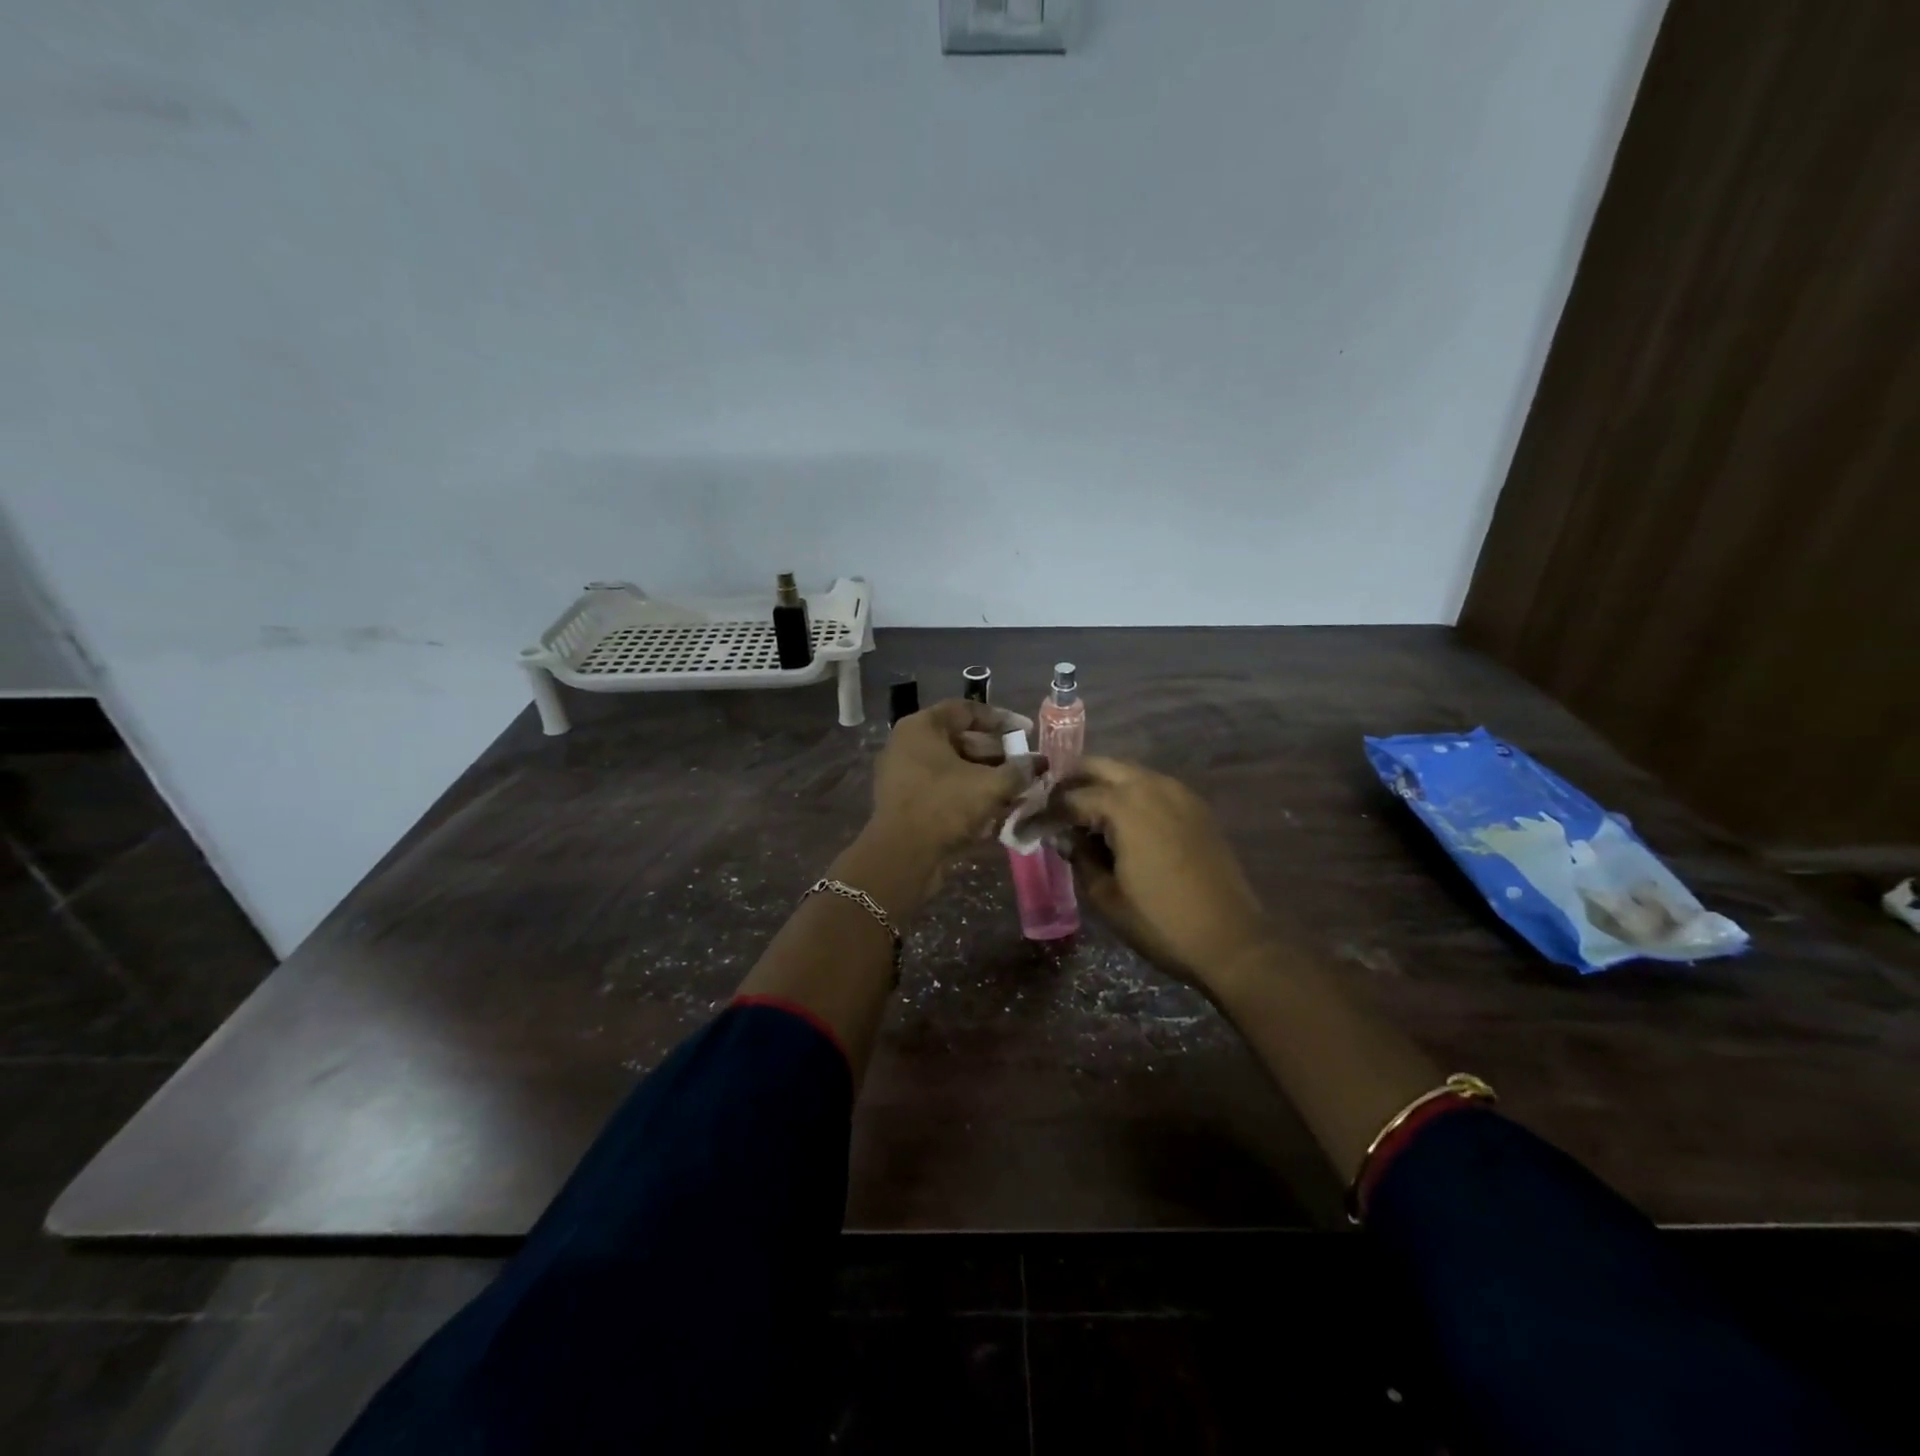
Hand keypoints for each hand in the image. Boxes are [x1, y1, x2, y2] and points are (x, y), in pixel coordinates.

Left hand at [869, 699, 1041, 871]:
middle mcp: (908, 745)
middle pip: (960, 741)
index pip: (966, 710)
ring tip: (1016, 790)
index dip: (1001, 719)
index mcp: (922, 727)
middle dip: (997, 754)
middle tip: (1025, 766)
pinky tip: (995, 809)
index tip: (1026, 731)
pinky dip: (968, 795)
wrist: (902, 857)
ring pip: (953, 769)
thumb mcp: (990, 786)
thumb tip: (1038, 763)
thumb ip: (1018, 770)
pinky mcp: (906, 803)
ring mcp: (904, 775)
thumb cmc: (944, 807)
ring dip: (986, 778)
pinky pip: (943, 790)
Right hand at [1059, 757, 1274, 990]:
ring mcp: (1179, 793)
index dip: (1046, 812)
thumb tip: (1065, 837)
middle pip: (1100, 766)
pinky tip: (1122, 823)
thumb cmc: (1160, 921)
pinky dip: (1131, 794)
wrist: (1231, 940)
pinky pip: (1153, 787)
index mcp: (1124, 805)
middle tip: (1054, 806)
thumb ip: (1080, 857)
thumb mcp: (1106, 895)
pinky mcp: (1196, 807)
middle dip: (1072, 782)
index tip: (1029, 825)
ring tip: (1084, 814)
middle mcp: (1151, 786)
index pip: (1071, 798)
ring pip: (1129, 773)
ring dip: (1102, 785)